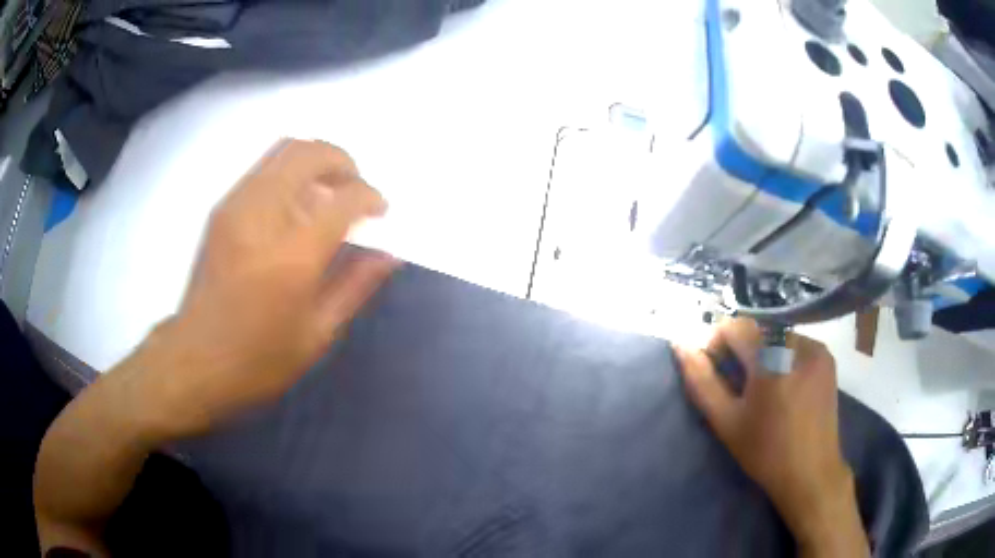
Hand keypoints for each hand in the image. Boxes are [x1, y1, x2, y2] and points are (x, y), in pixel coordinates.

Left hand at [131, 139, 396, 438]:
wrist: (194, 359)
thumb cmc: (258, 359)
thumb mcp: (316, 334)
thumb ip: (355, 286)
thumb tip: (389, 255)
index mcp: (292, 256)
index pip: (342, 199)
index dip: (369, 197)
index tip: (379, 210)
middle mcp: (261, 216)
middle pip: (309, 153)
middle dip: (343, 161)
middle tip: (355, 186)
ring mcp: (236, 207)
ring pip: (283, 150)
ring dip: (316, 161)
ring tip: (328, 191)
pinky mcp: (222, 209)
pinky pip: (264, 168)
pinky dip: (290, 171)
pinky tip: (296, 204)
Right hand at [673, 318, 868, 556]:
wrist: (811, 472)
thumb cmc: (765, 452)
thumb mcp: (726, 421)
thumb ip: (701, 381)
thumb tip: (680, 345)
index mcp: (771, 358)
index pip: (735, 326)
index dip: (718, 345)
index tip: (718, 374)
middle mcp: (796, 342)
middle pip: (756, 330)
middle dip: (741, 351)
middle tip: (740, 387)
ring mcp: (815, 348)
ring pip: (776, 335)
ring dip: (763, 352)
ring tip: (764, 389)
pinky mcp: (826, 357)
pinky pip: (795, 343)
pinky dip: (783, 356)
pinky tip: (786, 386)